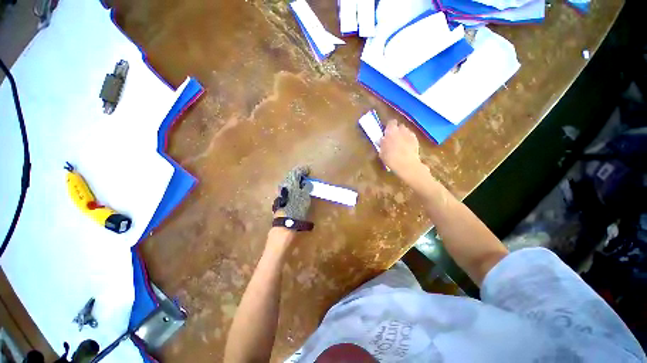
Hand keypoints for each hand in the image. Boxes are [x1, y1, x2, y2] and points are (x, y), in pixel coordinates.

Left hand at [272, 166, 312, 221]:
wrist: (286, 222)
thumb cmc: (297, 207)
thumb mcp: (305, 196)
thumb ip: (307, 187)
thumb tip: (307, 183)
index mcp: (290, 182)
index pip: (296, 171)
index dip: (303, 170)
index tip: (309, 170)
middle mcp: (284, 185)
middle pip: (291, 176)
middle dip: (299, 175)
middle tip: (306, 176)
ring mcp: (281, 192)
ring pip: (289, 182)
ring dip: (296, 181)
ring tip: (303, 183)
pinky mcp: (281, 198)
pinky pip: (288, 188)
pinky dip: (294, 187)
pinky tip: (297, 190)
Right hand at [379, 120, 426, 181]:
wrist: (406, 165)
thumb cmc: (391, 158)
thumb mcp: (381, 152)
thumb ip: (382, 144)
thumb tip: (382, 140)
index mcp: (391, 131)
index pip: (391, 122)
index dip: (389, 126)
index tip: (386, 131)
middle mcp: (401, 130)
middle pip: (399, 126)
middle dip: (396, 130)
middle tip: (392, 138)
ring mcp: (410, 134)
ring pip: (406, 131)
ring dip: (403, 135)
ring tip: (400, 143)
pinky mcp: (416, 140)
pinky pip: (411, 137)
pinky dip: (408, 140)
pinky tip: (406, 148)